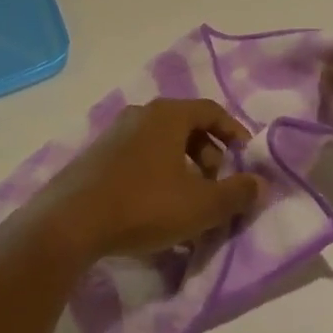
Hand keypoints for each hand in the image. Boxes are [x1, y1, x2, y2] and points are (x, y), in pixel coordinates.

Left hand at [33, 99, 261, 263]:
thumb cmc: (144, 205)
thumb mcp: (200, 205)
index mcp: (167, 115)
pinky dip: (157, 172)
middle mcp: (140, 114)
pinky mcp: (96, 156)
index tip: (246, 157)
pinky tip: (156, 207)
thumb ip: (236, 193)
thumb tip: (261, 183)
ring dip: (182, 166)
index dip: (234, 131)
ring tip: (188, 200)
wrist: (71, 222)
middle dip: (208, 153)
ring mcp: (114, 133)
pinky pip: (139, 155)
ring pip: (161, 142)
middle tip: (215, 184)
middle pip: (185, 125)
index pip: (211, 110)